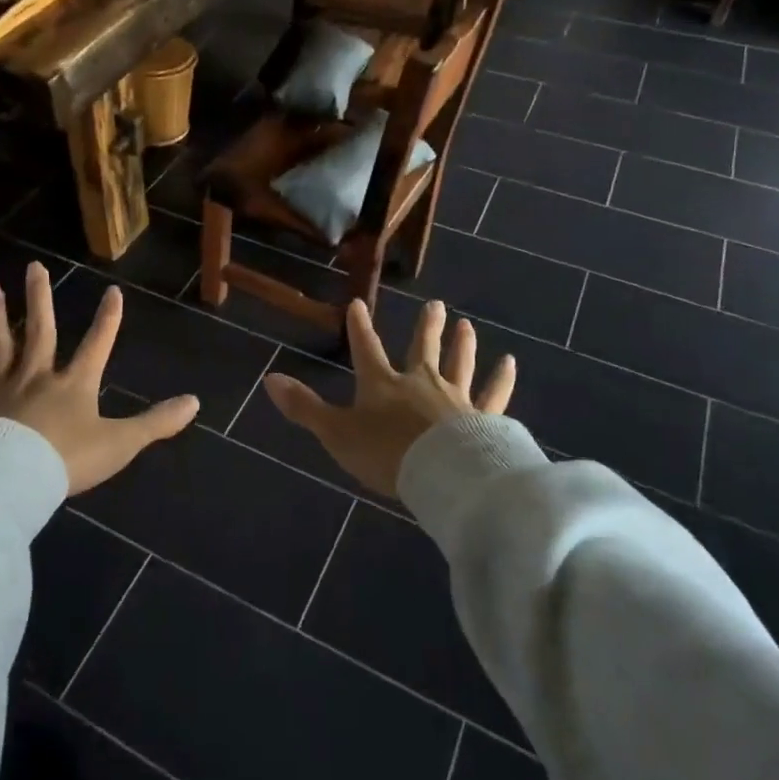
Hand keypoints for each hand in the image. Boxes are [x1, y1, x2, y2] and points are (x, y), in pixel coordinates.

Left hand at [0, 262, 198, 494]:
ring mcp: (0, 389)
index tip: (113, 291)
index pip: (97, 344)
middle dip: (40, 299)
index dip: (108, 319)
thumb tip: (195, 402)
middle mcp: (36, 377)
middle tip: (34, 266)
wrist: (12, 480)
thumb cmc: (68, 460)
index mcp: (73, 384)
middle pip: (40, 331)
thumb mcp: (121, 443)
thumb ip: (156, 423)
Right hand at [263, 299, 514, 499]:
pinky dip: (501, 379)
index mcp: (382, 384)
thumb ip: (304, 407)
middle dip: (426, 326)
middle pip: (422, 348)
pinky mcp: (483, 417)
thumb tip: (269, 378)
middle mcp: (420, 382)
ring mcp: (455, 397)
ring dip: (462, 343)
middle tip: (435, 304)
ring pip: (459, 363)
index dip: (360, 328)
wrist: (442, 475)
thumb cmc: (385, 454)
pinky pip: (494, 394)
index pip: (366, 349)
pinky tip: (509, 363)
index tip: (357, 304)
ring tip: (466, 324)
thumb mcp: (336, 433)